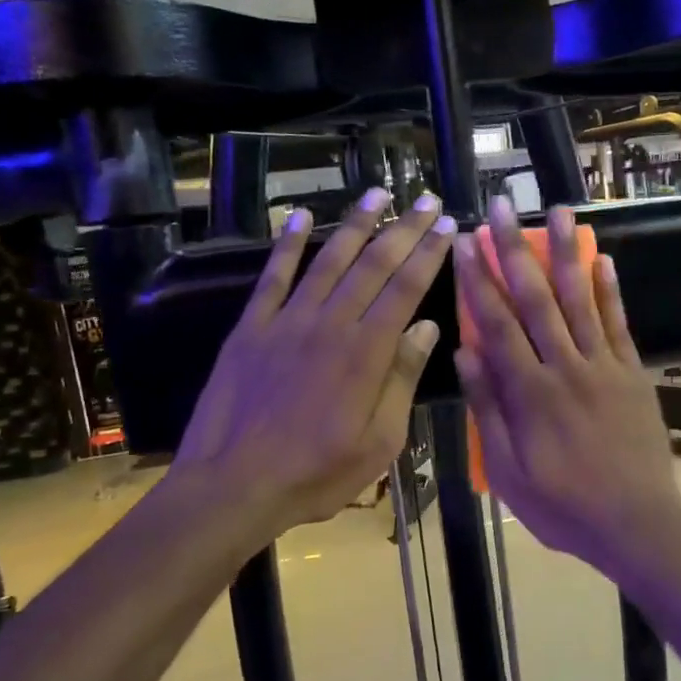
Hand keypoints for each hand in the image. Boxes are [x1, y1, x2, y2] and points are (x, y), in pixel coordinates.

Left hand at [167, 187, 454, 541]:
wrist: (233, 486)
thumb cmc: (316, 474)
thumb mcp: (379, 441)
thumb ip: (402, 379)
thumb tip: (428, 327)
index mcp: (367, 352)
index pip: (406, 288)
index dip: (429, 253)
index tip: (448, 224)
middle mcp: (331, 324)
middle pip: (373, 264)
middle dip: (404, 228)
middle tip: (426, 198)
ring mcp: (287, 322)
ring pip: (328, 260)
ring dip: (355, 224)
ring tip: (376, 193)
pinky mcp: (251, 329)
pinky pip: (273, 277)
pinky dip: (288, 244)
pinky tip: (301, 217)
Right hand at [453, 197, 680, 566]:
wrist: (637, 525)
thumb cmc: (564, 507)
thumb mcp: (509, 472)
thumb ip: (489, 410)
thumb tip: (466, 352)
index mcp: (530, 393)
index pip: (497, 325)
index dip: (478, 281)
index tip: (464, 244)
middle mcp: (566, 368)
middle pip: (536, 300)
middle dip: (514, 251)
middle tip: (500, 208)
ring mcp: (605, 367)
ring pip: (581, 301)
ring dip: (566, 254)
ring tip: (558, 211)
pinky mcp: (632, 374)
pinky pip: (619, 324)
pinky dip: (610, 290)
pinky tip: (602, 258)